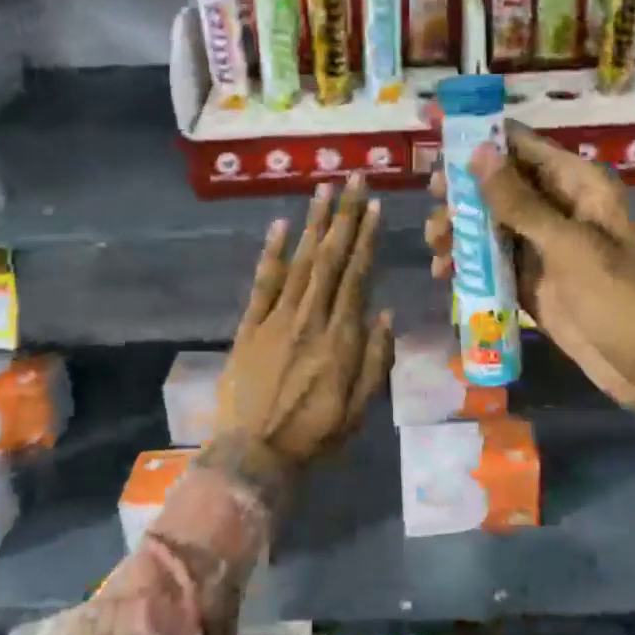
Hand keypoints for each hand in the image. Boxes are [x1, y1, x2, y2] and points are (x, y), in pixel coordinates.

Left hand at [218, 173, 394, 466]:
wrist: (252, 455)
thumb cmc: (312, 435)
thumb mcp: (359, 410)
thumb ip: (375, 361)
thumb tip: (385, 315)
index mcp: (341, 339)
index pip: (357, 277)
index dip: (366, 239)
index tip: (374, 207)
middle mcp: (310, 318)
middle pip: (330, 258)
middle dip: (344, 216)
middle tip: (352, 179)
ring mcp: (276, 319)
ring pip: (300, 262)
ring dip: (313, 223)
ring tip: (324, 189)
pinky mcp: (249, 326)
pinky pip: (263, 283)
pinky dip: (272, 252)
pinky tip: (281, 224)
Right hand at [426, 123, 634, 440]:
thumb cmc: (622, 301)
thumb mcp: (569, 248)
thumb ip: (520, 203)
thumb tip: (478, 151)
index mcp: (578, 185)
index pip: (522, 147)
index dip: (480, 139)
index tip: (435, 142)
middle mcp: (558, 207)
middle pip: (499, 185)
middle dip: (463, 192)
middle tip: (434, 204)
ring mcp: (544, 246)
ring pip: (490, 224)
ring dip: (461, 231)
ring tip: (437, 247)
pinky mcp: (532, 280)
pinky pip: (492, 262)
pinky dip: (468, 265)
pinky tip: (444, 274)